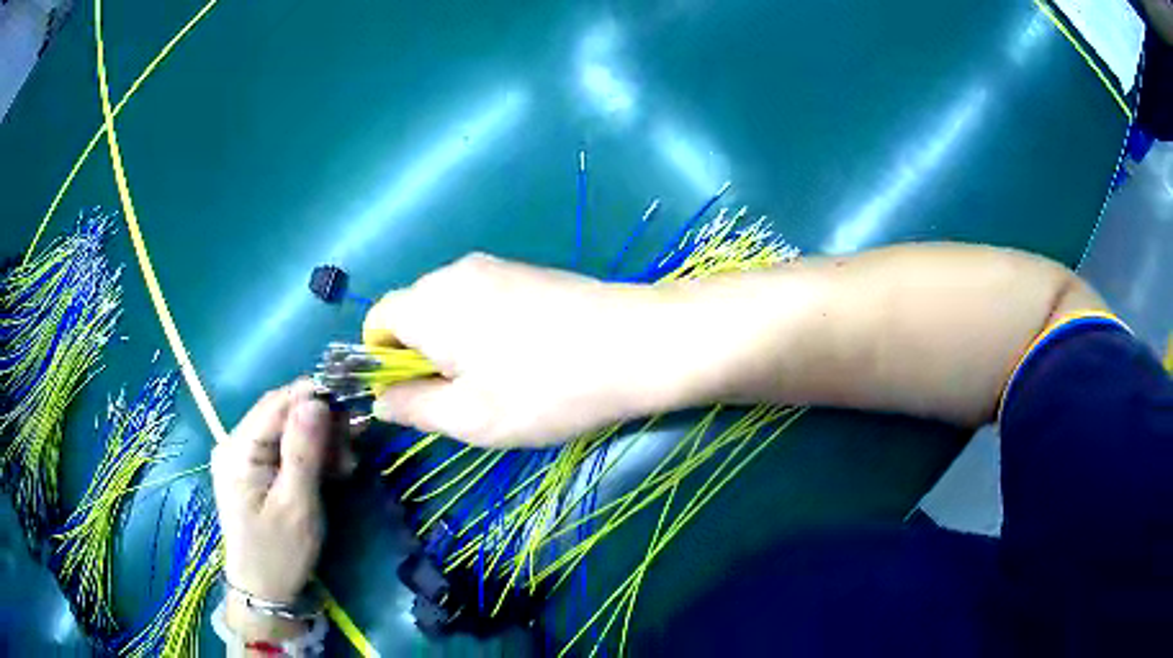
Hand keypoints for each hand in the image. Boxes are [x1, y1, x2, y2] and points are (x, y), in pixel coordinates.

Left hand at [211, 380, 335, 639]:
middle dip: (320, 423)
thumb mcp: (297, 505)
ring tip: (346, 464)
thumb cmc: (280, 553)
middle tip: (354, 447)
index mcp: (238, 449)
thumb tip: (316, 400)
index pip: (277, 403)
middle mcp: (234, 443)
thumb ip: (303, 452)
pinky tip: (329, 469)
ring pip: (284, 429)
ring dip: (318, 440)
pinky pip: (281, 448)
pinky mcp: (251, 470)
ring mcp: (241, 456)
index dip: (315, 398)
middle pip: (281, 413)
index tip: (353, 413)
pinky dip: (308, 454)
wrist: (263, 591)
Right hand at [363, 253, 679, 447]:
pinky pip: (483, 301)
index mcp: (429, 302)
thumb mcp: (468, 417)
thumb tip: (379, 400)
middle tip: (462, 399)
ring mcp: (495, 266)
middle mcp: (454, 272)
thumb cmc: (544, 389)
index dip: (382, 363)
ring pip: (449, 309)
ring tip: (499, 382)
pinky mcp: (527, 272)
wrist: (637, 345)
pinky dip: (485, 331)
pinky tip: (525, 358)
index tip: (415, 397)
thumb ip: (412, 407)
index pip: (376, 322)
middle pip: (412, 313)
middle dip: (422, 357)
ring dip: (455, 346)